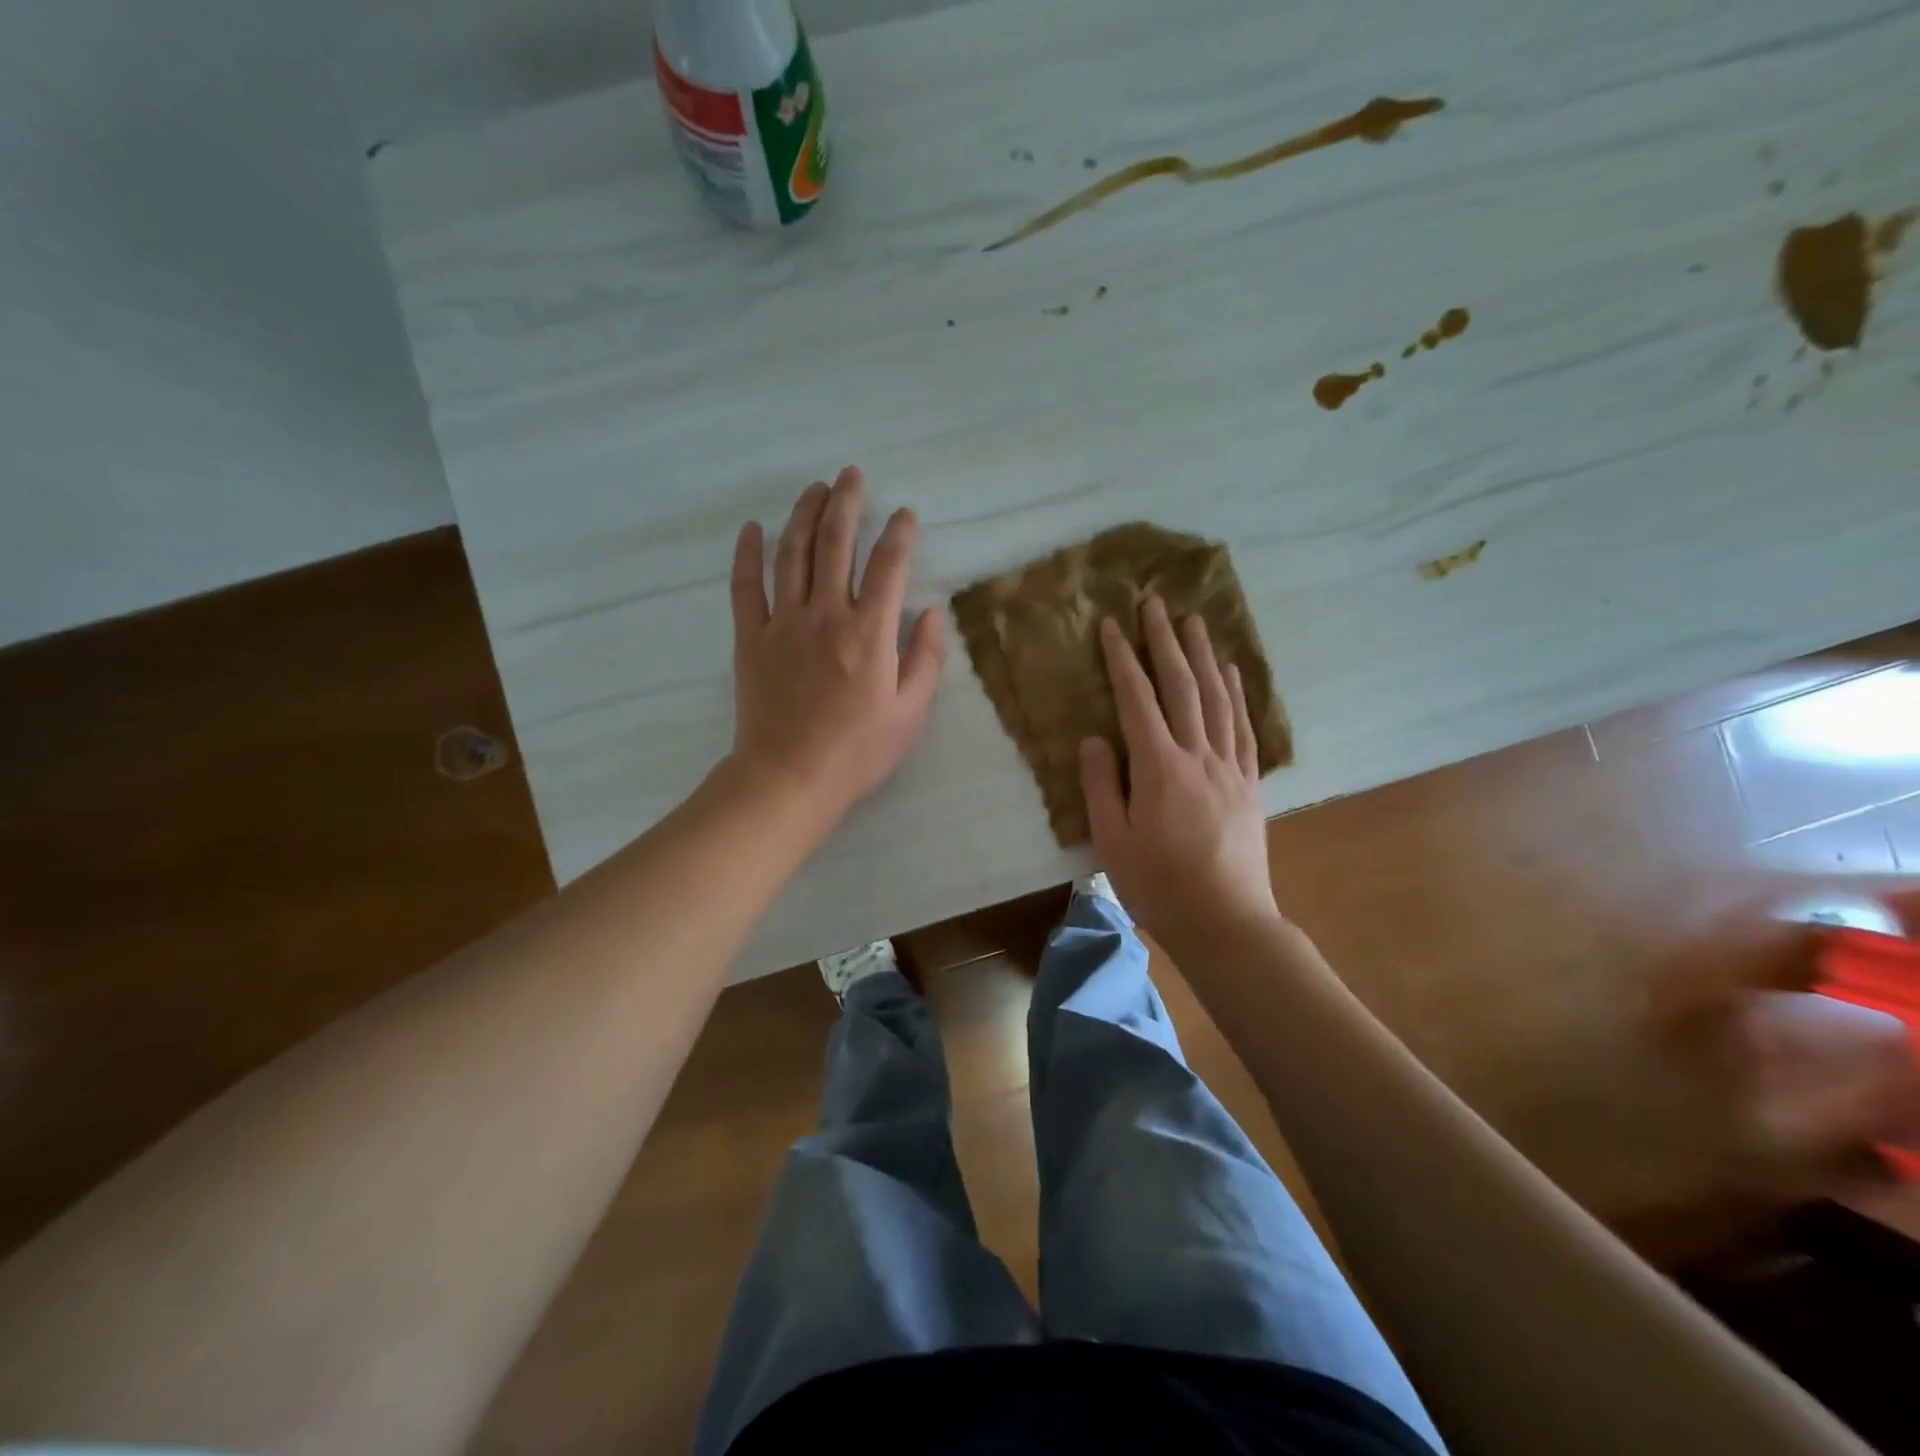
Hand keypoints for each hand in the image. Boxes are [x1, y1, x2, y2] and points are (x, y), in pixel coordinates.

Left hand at [728, 466, 945, 822]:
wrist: (789, 779)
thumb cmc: (858, 752)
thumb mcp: (911, 713)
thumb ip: (926, 659)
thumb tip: (934, 612)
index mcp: (870, 633)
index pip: (889, 567)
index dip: (900, 535)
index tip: (906, 515)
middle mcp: (826, 615)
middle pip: (836, 544)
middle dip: (847, 503)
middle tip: (851, 475)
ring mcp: (783, 623)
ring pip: (792, 554)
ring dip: (804, 515)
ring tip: (814, 489)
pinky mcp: (751, 638)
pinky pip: (745, 587)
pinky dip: (748, 554)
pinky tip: (752, 529)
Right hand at [1079, 596, 1281, 954]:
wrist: (1226, 921)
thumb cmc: (1159, 884)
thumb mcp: (1112, 840)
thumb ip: (1101, 785)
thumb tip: (1095, 738)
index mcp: (1158, 768)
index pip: (1137, 700)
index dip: (1122, 659)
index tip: (1112, 625)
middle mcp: (1197, 755)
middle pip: (1181, 686)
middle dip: (1165, 641)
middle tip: (1156, 602)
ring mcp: (1229, 766)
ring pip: (1216, 698)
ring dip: (1204, 655)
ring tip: (1195, 621)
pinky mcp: (1249, 782)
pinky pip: (1243, 726)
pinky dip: (1237, 693)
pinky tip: (1232, 672)